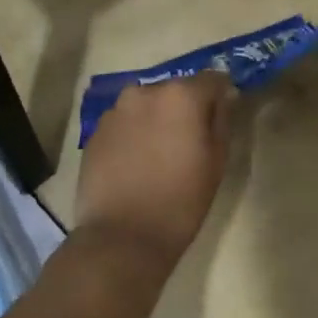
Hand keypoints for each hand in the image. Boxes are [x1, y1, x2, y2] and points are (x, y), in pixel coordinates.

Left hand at [77, 75, 234, 273]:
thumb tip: (223, 98)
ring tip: (159, 154)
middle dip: (185, 107)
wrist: (122, 238)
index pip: (212, 79)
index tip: (221, 116)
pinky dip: (133, 133)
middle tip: (189, 140)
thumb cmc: (181, 201)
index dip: (220, 96)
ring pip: (147, 105)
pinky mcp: (95, 131)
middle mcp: (145, 91)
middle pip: (176, 90)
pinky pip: (124, 122)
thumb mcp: (216, 161)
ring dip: (156, 118)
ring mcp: (115, 110)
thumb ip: (221, 120)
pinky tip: (135, 163)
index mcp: (181, 95)